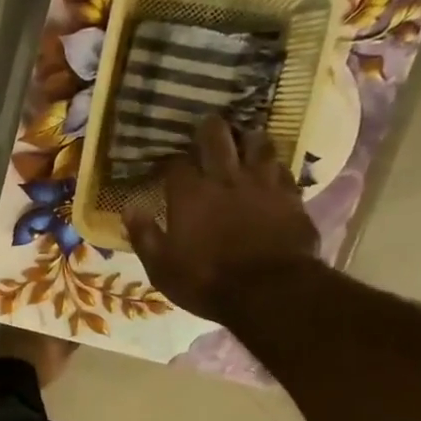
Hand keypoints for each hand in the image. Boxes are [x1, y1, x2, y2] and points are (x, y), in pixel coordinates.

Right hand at [123, 116, 318, 323]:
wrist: (270, 292)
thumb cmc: (207, 282)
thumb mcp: (162, 268)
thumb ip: (144, 236)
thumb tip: (129, 209)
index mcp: (189, 195)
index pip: (176, 163)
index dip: (170, 161)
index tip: (166, 166)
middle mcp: (225, 178)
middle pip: (216, 137)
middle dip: (209, 129)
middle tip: (207, 128)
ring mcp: (262, 183)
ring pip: (257, 142)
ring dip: (248, 138)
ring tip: (244, 139)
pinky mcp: (291, 195)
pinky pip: (283, 167)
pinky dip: (274, 165)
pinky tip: (271, 169)